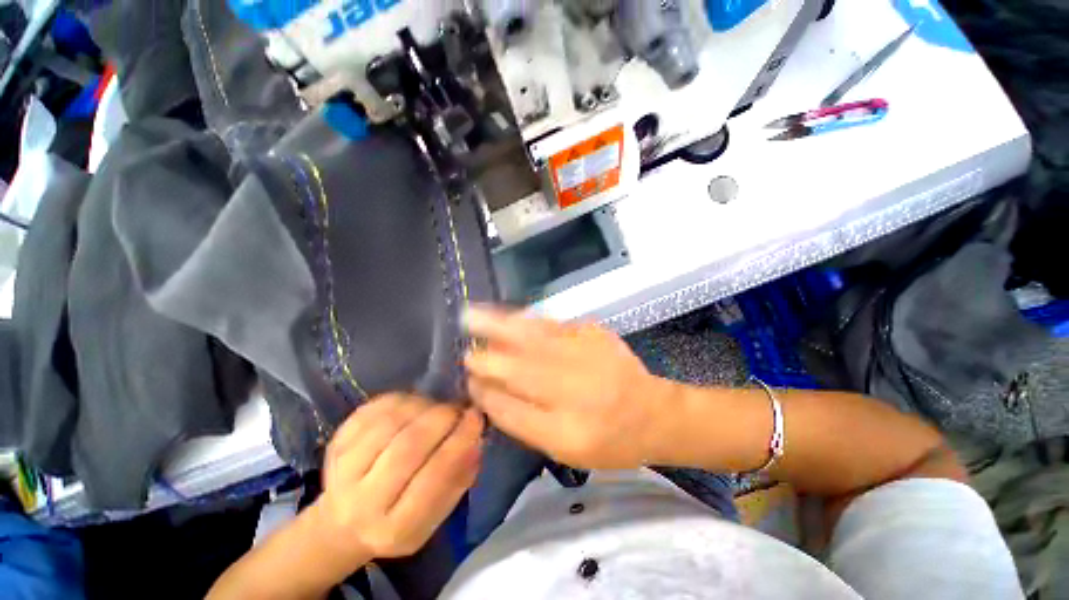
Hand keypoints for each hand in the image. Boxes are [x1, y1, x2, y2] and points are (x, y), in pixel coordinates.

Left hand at [310, 394, 483, 564]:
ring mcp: (343, 470)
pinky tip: (415, 406)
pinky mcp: (336, 443)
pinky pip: (375, 409)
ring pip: (391, 422)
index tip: (477, 418)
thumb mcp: (435, 516)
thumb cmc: (400, 520)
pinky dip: (403, 400)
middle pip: (408, 446)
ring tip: (438, 408)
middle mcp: (362, 503)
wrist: (342, 524)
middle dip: (443, 418)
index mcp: (395, 529)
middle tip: (459, 409)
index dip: (460, 441)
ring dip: (424, 407)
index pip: (434, 477)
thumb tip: (476, 438)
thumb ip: (459, 478)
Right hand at [464, 306, 671, 468]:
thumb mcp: (568, 449)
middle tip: (465, 351)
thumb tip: (490, 396)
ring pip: (534, 338)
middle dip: (487, 359)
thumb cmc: (610, 439)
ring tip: (474, 316)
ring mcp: (586, 355)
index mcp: (567, 429)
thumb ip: (527, 423)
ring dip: (500, 327)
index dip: (487, 394)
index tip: (469, 381)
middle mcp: (575, 389)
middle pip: (520, 370)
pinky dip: (528, 319)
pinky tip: (511, 314)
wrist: (654, 412)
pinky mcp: (594, 334)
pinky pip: (553, 324)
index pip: (513, 410)